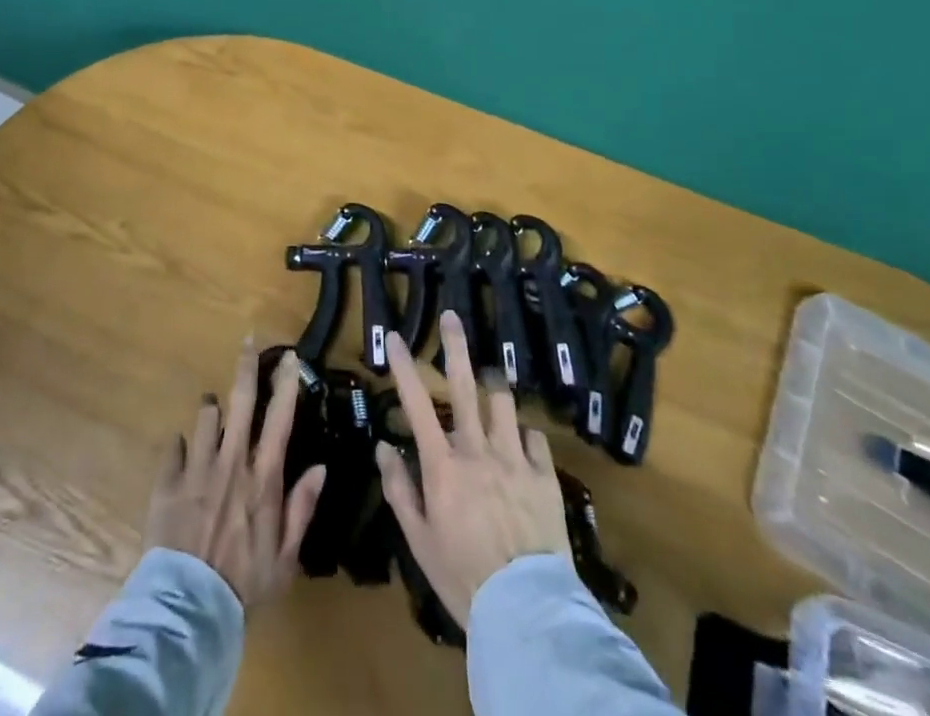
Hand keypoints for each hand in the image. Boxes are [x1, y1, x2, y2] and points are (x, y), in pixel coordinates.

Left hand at [144, 341, 327, 608]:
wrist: (187, 611)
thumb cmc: (244, 584)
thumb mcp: (285, 556)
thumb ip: (302, 508)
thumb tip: (321, 467)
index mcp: (263, 477)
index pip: (280, 418)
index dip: (287, 383)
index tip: (291, 357)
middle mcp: (231, 461)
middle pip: (240, 400)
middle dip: (246, 366)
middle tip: (248, 340)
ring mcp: (196, 467)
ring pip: (205, 415)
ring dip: (211, 410)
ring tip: (213, 413)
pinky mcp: (167, 481)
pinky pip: (174, 446)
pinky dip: (180, 446)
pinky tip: (182, 453)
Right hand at [376, 310, 570, 629]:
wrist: (526, 612)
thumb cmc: (463, 578)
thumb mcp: (419, 541)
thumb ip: (400, 490)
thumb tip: (383, 448)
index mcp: (443, 465)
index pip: (416, 404)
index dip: (404, 367)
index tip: (396, 337)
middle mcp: (478, 450)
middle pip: (465, 385)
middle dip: (456, 346)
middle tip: (452, 316)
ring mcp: (515, 459)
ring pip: (503, 402)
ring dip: (494, 388)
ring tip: (491, 381)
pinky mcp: (545, 476)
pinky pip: (535, 438)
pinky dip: (524, 436)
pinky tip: (522, 444)